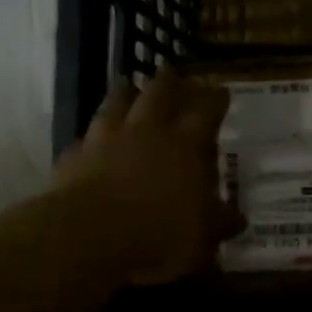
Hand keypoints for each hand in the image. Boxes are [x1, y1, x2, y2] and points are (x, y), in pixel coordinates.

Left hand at [47, 69, 243, 285]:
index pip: (206, 111)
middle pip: (158, 93)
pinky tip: (91, 141)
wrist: (88, 237)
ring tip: (128, 87)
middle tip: (173, 74)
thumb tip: (238, 218)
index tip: (221, 90)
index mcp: (185, 145)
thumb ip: (221, 222)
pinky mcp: (74, 157)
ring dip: (124, 94)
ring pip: (116, 104)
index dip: (215, 99)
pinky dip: (92, 137)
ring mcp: (105, 140)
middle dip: (168, 82)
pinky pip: (85, 139)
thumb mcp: (204, 236)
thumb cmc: (160, 234)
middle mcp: (146, 132)